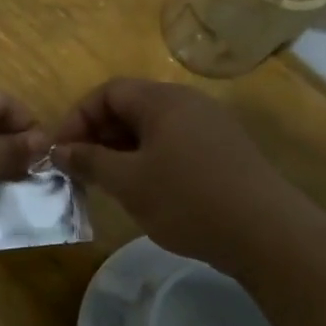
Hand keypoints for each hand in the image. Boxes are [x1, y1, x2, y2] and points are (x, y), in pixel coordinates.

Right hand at [53, 78, 309, 271]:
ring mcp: (211, 127)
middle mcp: (188, 104)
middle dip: (99, 136)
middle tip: (81, 171)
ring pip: (153, 129)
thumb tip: (59, 151)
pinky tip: (146, 192)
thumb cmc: (187, 200)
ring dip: (123, 151)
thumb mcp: (128, 182)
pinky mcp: (224, 152)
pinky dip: (150, 161)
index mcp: (163, 100)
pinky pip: (175, 145)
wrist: (265, 233)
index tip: (61, 153)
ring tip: (108, 184)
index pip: (108, 92)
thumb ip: (89, 162)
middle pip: (131, 107)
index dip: (78, 118)